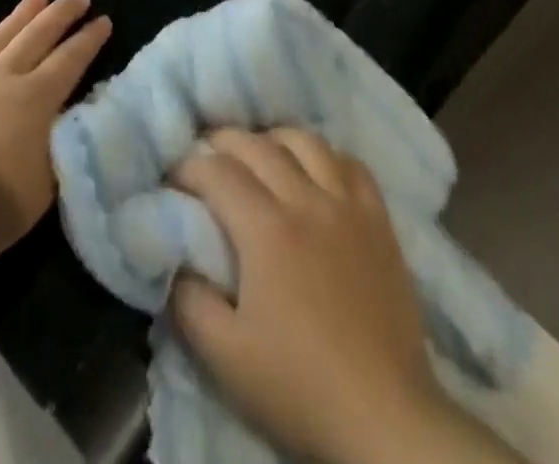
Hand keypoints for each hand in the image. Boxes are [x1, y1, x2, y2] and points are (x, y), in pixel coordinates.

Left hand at [0, 0, 110, 271]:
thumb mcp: (41, 191)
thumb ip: (56, 151)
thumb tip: (64, 127)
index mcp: (35, 100)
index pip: (70, 60)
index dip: (89, 39)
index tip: (104, 20)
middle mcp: (4, 76)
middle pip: (38, 34)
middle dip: (62, 13)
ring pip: (2, 33)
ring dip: (23, 11)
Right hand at [170, 129, 485, 463]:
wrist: (385, 419)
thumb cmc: (300, 388)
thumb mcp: (225, 358)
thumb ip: (189, 302)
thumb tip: (176, 260)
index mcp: (266, 228)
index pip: (217, 172)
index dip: (188, 167)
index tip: (173, 178)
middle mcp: (305, 200)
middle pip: (257, 145)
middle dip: (223, 141)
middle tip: (206, 155)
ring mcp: (347, 206)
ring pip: (306, 142)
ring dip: (274, 139)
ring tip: (260, 153)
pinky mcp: (379, 221)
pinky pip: (352, 165)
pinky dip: (327, 156)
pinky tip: (316, 170)